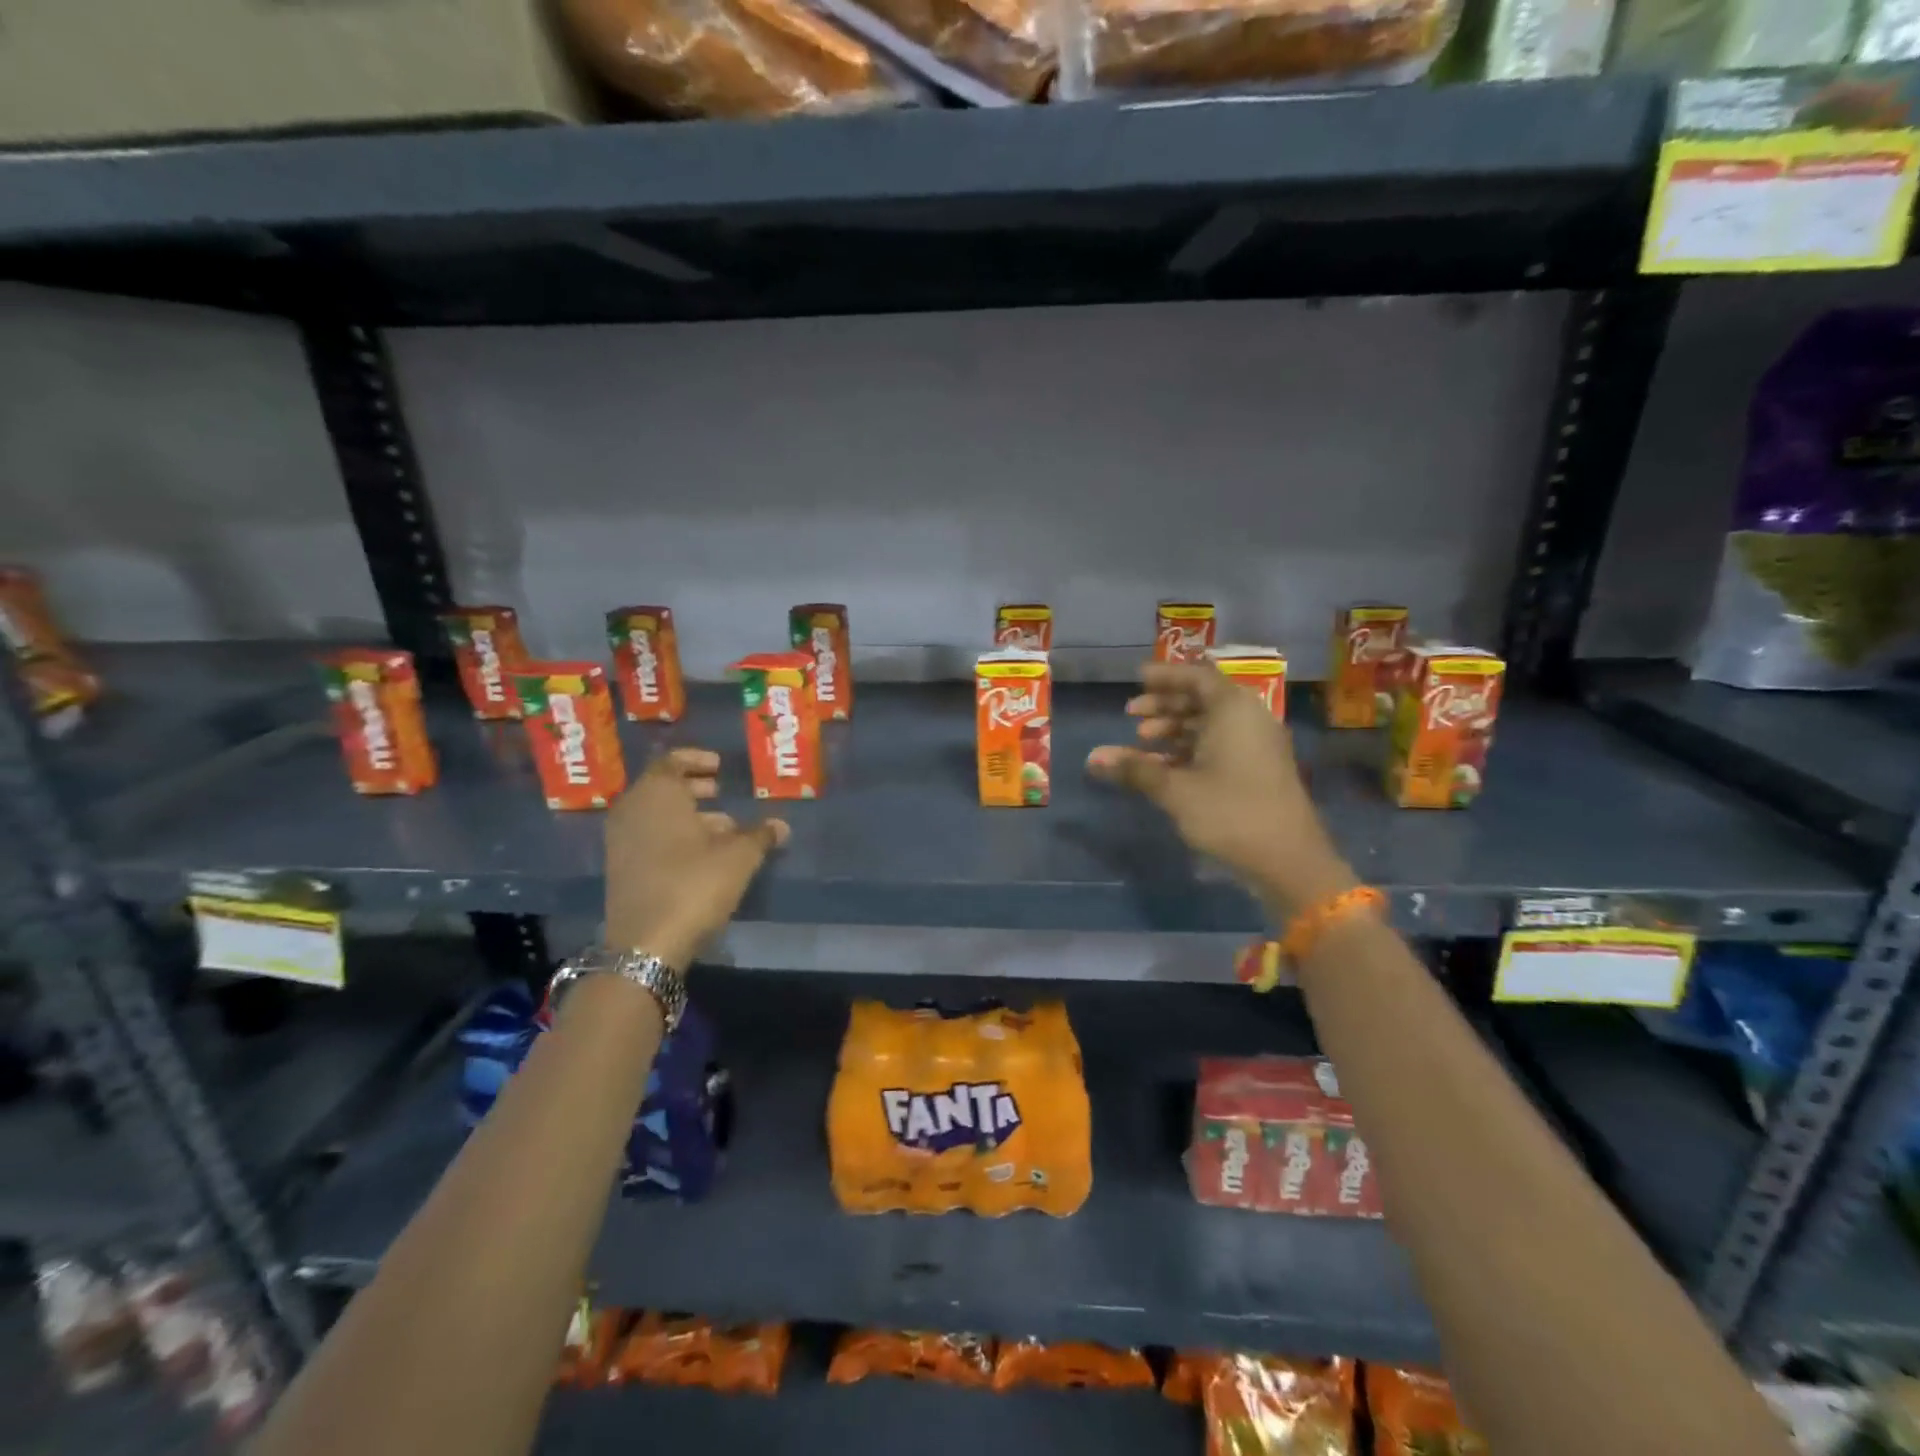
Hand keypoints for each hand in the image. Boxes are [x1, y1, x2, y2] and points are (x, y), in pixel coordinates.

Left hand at [603, 748, 787, 968]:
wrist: (646, 944)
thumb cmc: (694, 884)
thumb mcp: (738, 857)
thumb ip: (760, 835)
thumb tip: (781, 825)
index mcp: (657, 795)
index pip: (671, 761)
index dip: (696, 760)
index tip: (719, 765)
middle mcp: (632, 811)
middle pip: (662, 787)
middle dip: (693, 787)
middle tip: (720, 791)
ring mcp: (622, 841)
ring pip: (656, 815)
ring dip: (688, 815)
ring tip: (723, 827)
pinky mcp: (622, 869)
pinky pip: (649, 837)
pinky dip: (674, 835)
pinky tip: (704, 855)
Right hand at [1087, 662, 1354, 917]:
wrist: (1289, 860)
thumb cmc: (1230, 813)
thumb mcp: (1175, 789)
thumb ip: (1134, 768)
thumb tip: (1091, 757)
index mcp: (1233, 710)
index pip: (1196, 677)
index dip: (1164, 676)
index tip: (1136, 679)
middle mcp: (1248, 718)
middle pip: (1202, 699)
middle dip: (1164, 705)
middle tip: (1131, 715)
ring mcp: (1257, 745)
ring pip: (1210, 724)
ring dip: (1175, 729)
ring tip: (1142, 743)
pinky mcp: (1259, 769)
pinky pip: (1220, 744)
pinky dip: (1191, 748)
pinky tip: (1164, 767)